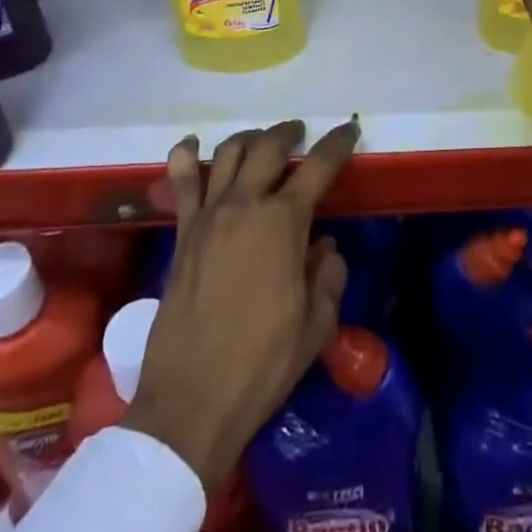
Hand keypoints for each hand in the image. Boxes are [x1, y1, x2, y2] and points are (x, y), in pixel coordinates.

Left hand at [124, 118, 359, 491]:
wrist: (192, 400)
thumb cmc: (263, 364)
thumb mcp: (316, 325)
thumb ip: (329, 276)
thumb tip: (324, 246)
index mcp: (284, 222)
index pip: (318, 166)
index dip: (337, 144)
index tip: (349, 130)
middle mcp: (245, 205)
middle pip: (268, 147)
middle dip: (288, 133)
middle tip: (300, 134)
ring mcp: (208, 215)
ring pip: (229, 154)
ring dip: (249, 138)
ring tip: (261, 141)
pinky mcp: (182, 233)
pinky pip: (182, 183)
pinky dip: (186, 157)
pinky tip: (192, 145)